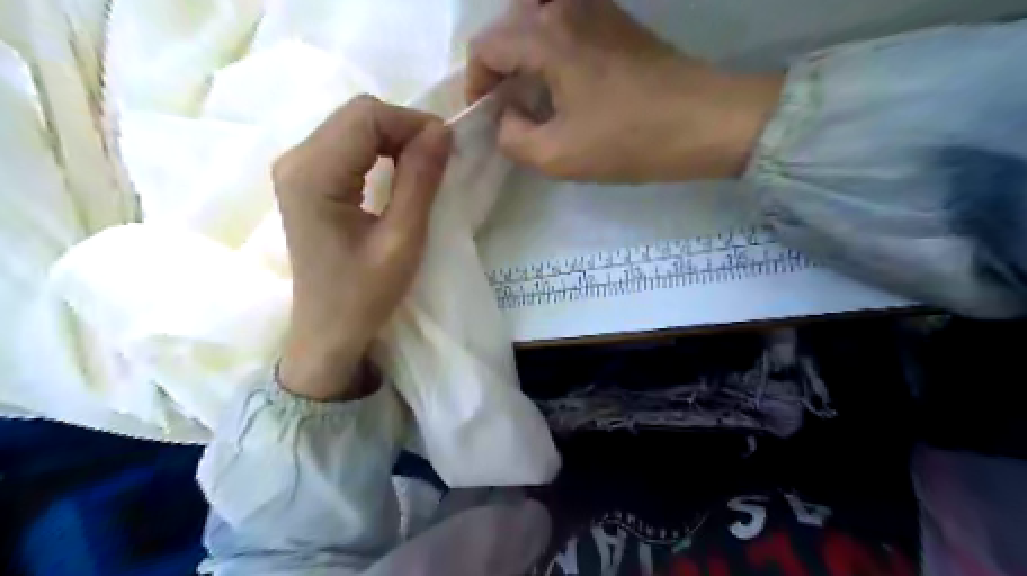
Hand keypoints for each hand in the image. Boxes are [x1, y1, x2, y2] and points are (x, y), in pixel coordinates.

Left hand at [275, 94, 450, 399]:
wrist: (328, 332)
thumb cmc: (364, 295)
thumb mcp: (402, 239)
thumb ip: (420, 180)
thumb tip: (442, 131)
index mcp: (313, 174)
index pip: (366, 116)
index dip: (412, 123)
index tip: (447, 149)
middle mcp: (295, 160)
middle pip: (356, 115)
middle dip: (404, 129)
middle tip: (439, 159)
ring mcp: (296, 169)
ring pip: (353, 126)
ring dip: (394, 139)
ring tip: (424, 167)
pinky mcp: (305, 180)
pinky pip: (346, 145)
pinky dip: (379, 150)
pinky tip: (397, 172)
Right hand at [469, 0, 783, 180]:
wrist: (704, 121)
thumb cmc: (628, 140)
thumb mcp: (557, 156)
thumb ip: (513, 138)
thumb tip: (507, 119)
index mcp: (545, 35)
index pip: (485, 47)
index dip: (476, 84)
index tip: (488, 116)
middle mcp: (565, 7)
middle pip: (508, 28)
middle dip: (499, 69)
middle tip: (509, 108)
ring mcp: (595, 7)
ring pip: (536, 22)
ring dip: (525, 57)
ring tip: (534, 97)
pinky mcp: (616, 20)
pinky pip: (565, 24)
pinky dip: (551, 50)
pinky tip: (565, 85)